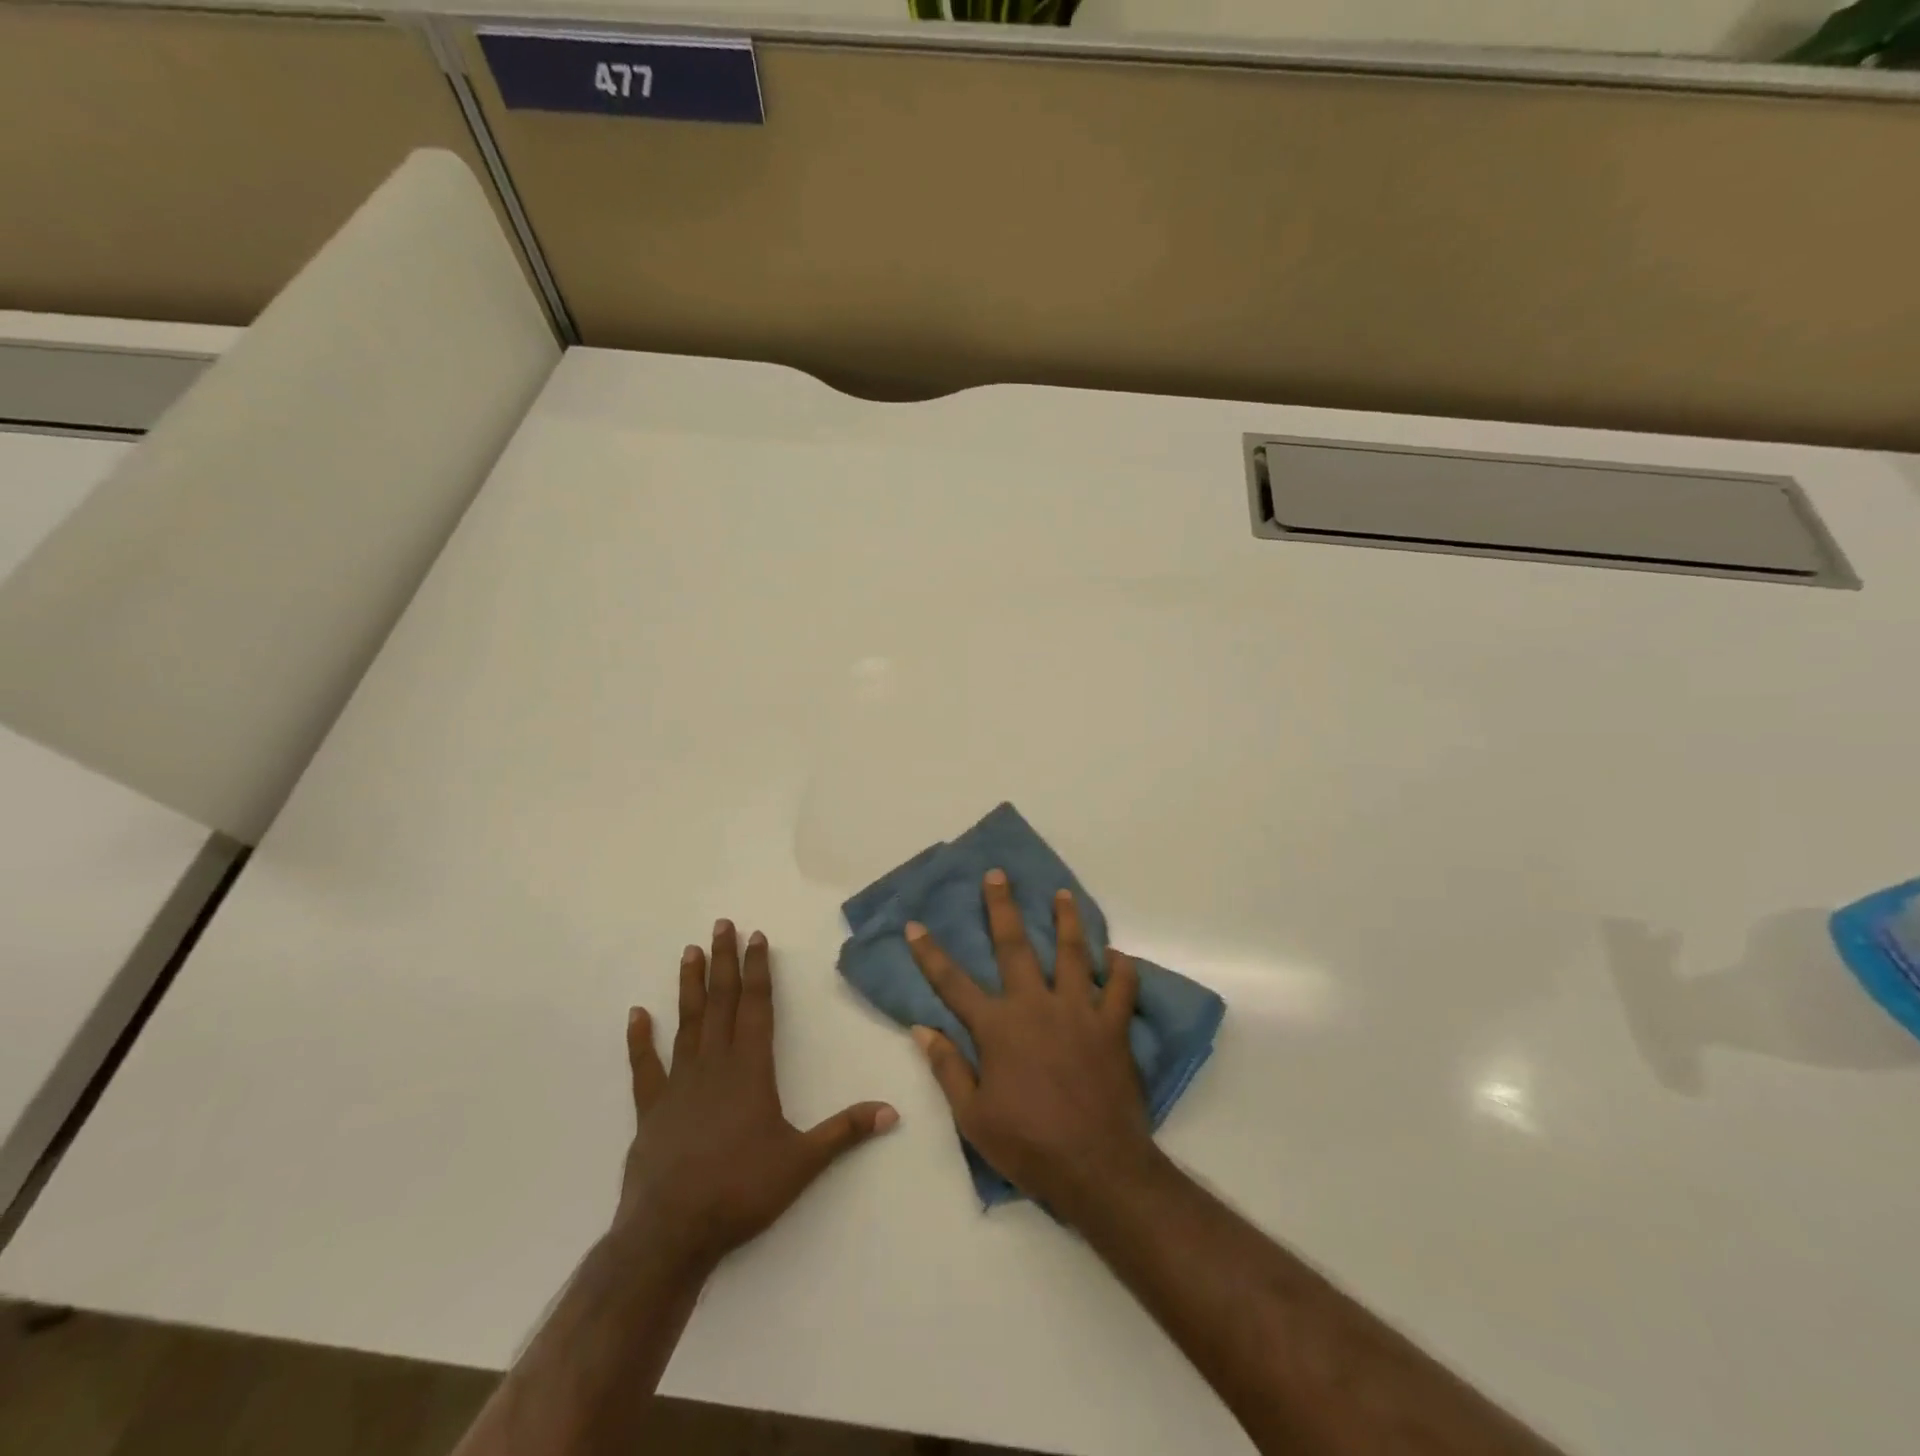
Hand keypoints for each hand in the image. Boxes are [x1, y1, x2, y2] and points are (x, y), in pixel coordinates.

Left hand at [618, 920, 897, 1273]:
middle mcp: (714, 1065)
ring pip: (687, 1023)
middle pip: (721, 1002)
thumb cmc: (741, 1191)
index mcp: (751, 1070)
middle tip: (721, 925)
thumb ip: (845, 1131)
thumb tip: (892, 1111)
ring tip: (690, 951)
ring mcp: (679, 1084)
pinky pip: (645, 1066)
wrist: (672, 1233)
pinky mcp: (651, 1109)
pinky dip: (640, 1039)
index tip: (756, 937)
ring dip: (689, 986)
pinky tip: (636, 1014)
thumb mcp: (803, 1162)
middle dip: (724, 962)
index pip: (756, 1007)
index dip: (758, 970)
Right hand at [905, 870, 1157, 1217]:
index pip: (953, 983)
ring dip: (1067, 919)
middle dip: (1002, 908)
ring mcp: (1078, 1011)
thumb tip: (922, 1029)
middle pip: (1014, 946)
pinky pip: (1121, 987)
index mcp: (998, 1028)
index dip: (930, 953)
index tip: (915, 925)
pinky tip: (1117, 955)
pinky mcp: (1113, 1025)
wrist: (1097, 1167)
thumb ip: (948, 1068)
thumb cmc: (1028, 1145)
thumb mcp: (973, 1117)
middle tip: (997, 875)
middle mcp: (1036, 1006)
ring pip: (1073, 952)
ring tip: (1063, 894)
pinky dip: (1121, 968)